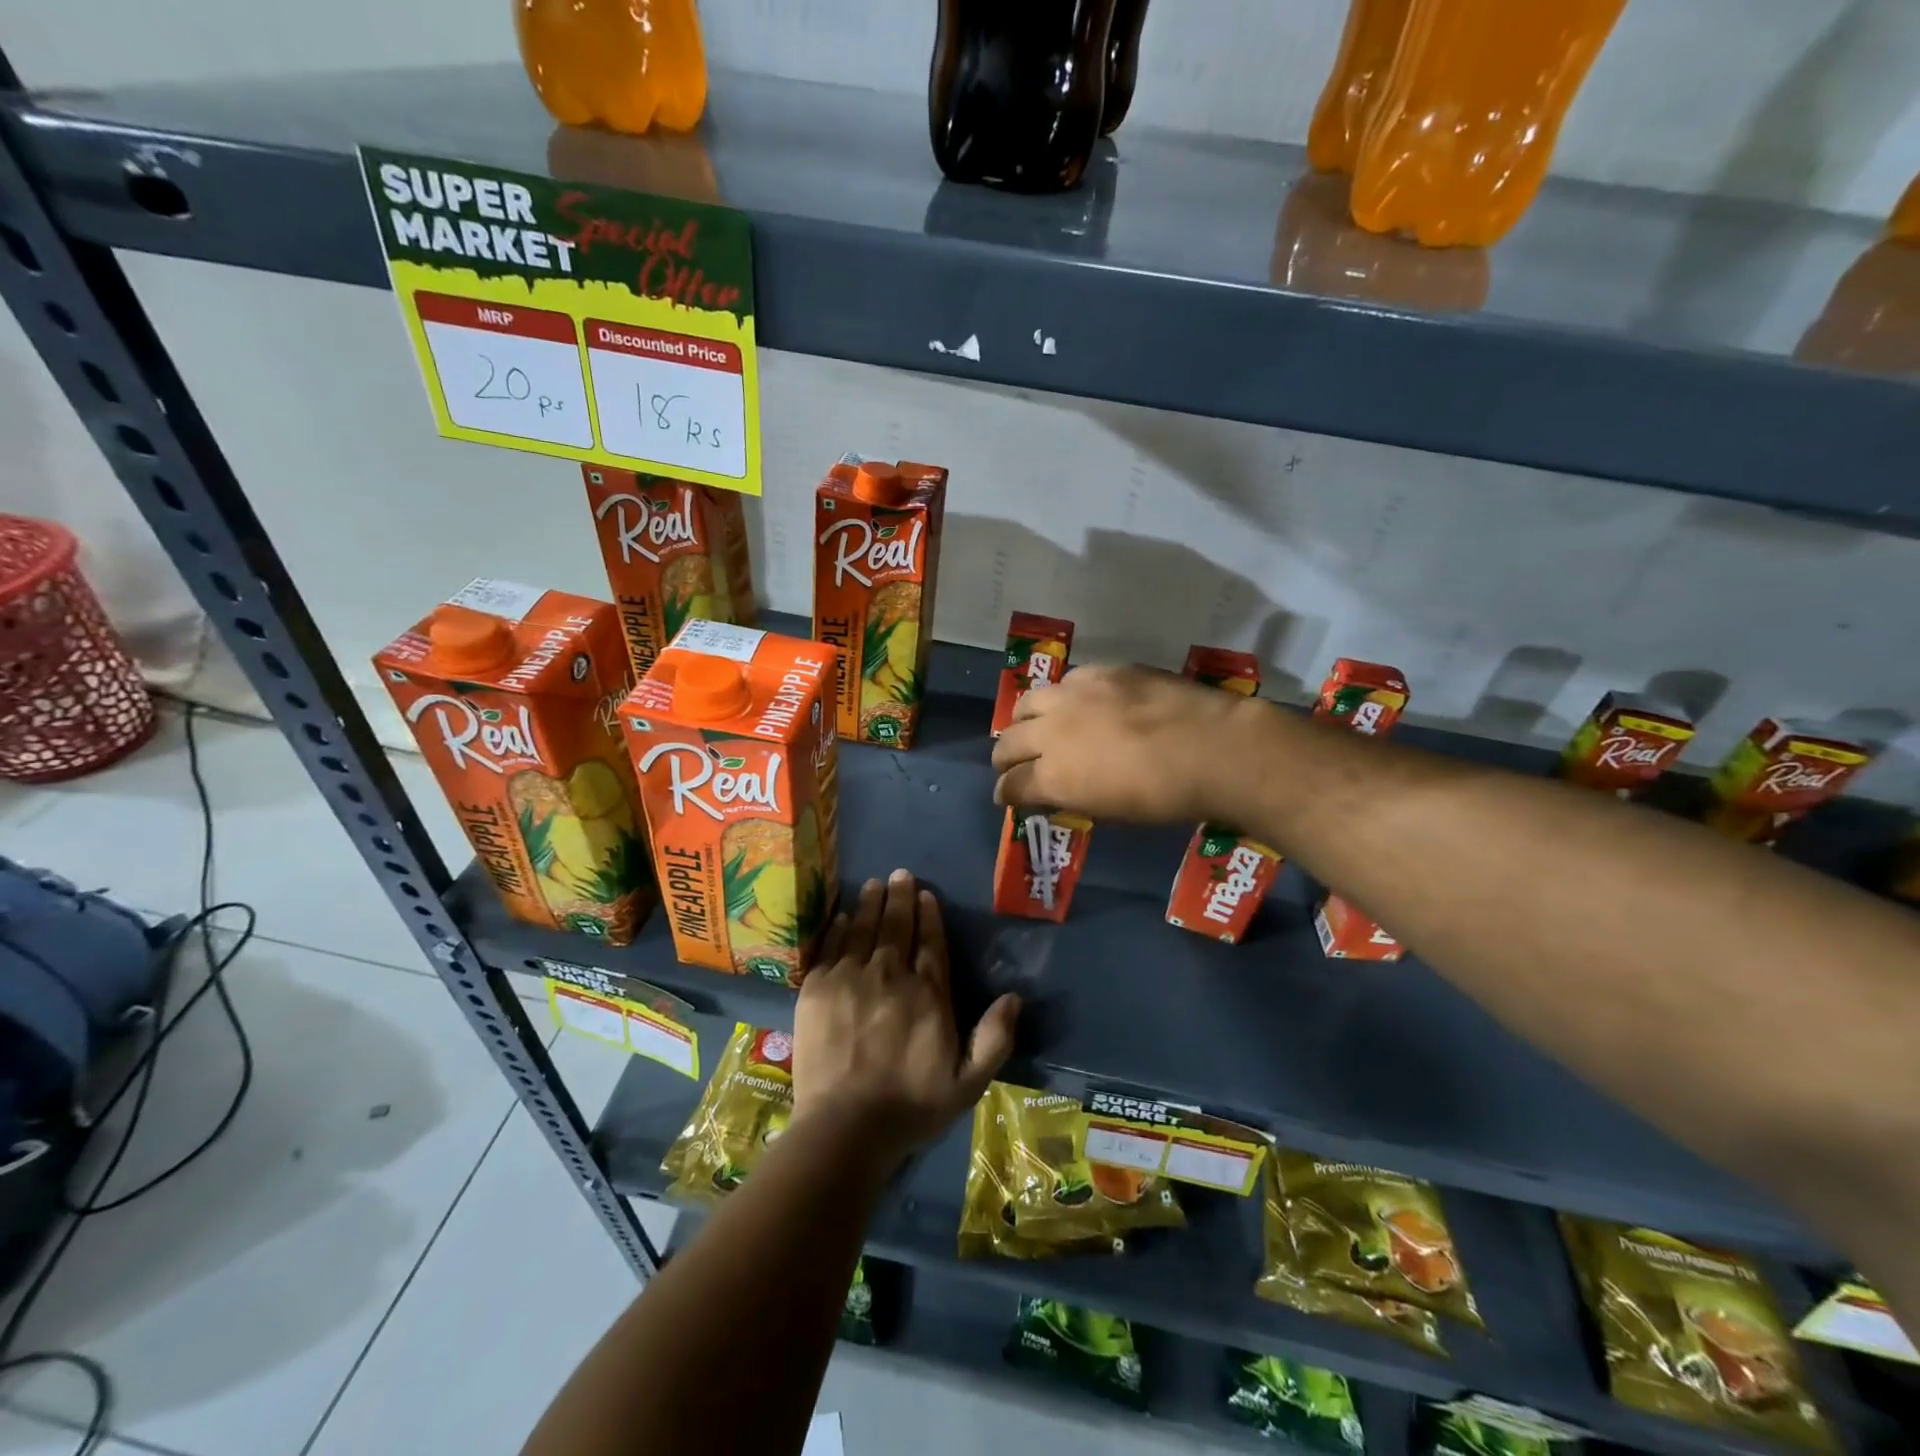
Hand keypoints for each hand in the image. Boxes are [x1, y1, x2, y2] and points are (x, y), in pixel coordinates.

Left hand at [792, 870, 1019, 1160]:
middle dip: (899, 898)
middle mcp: (891, 975)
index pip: (931, 943)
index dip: (929, 916)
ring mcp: (851, 978)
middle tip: (899, 874)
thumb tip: (1013, 998)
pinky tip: (841, 916)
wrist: (845, 1128)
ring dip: (870, 904)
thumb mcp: (968, 1083)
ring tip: (873, 884)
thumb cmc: (911, 1108)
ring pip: (863, 930)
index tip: (925, 894)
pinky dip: (837, 929)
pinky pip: (830, 948)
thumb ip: (994, 1039)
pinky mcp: (817, 989)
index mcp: (928, 994)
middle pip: (896, 927)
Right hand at [991, 664, 1265, 823]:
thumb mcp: (1111, 812)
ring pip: (1028, 702)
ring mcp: (1075, 694)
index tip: (1008, 797)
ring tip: (1035, 726)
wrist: (1214, 749)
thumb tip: (1053, 794)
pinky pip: (1067, 683)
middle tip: (1010, 765)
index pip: (1010, 785)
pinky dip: (1063, 698)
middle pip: (1009, 742)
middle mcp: (1053, 731)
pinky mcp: (1101, 671)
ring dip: (1024, 720)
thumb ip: (1072, 799)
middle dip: (1004, 758)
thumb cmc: (1166, 798)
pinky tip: (1079, 704)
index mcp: (1053, 776)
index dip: (1005, 794)